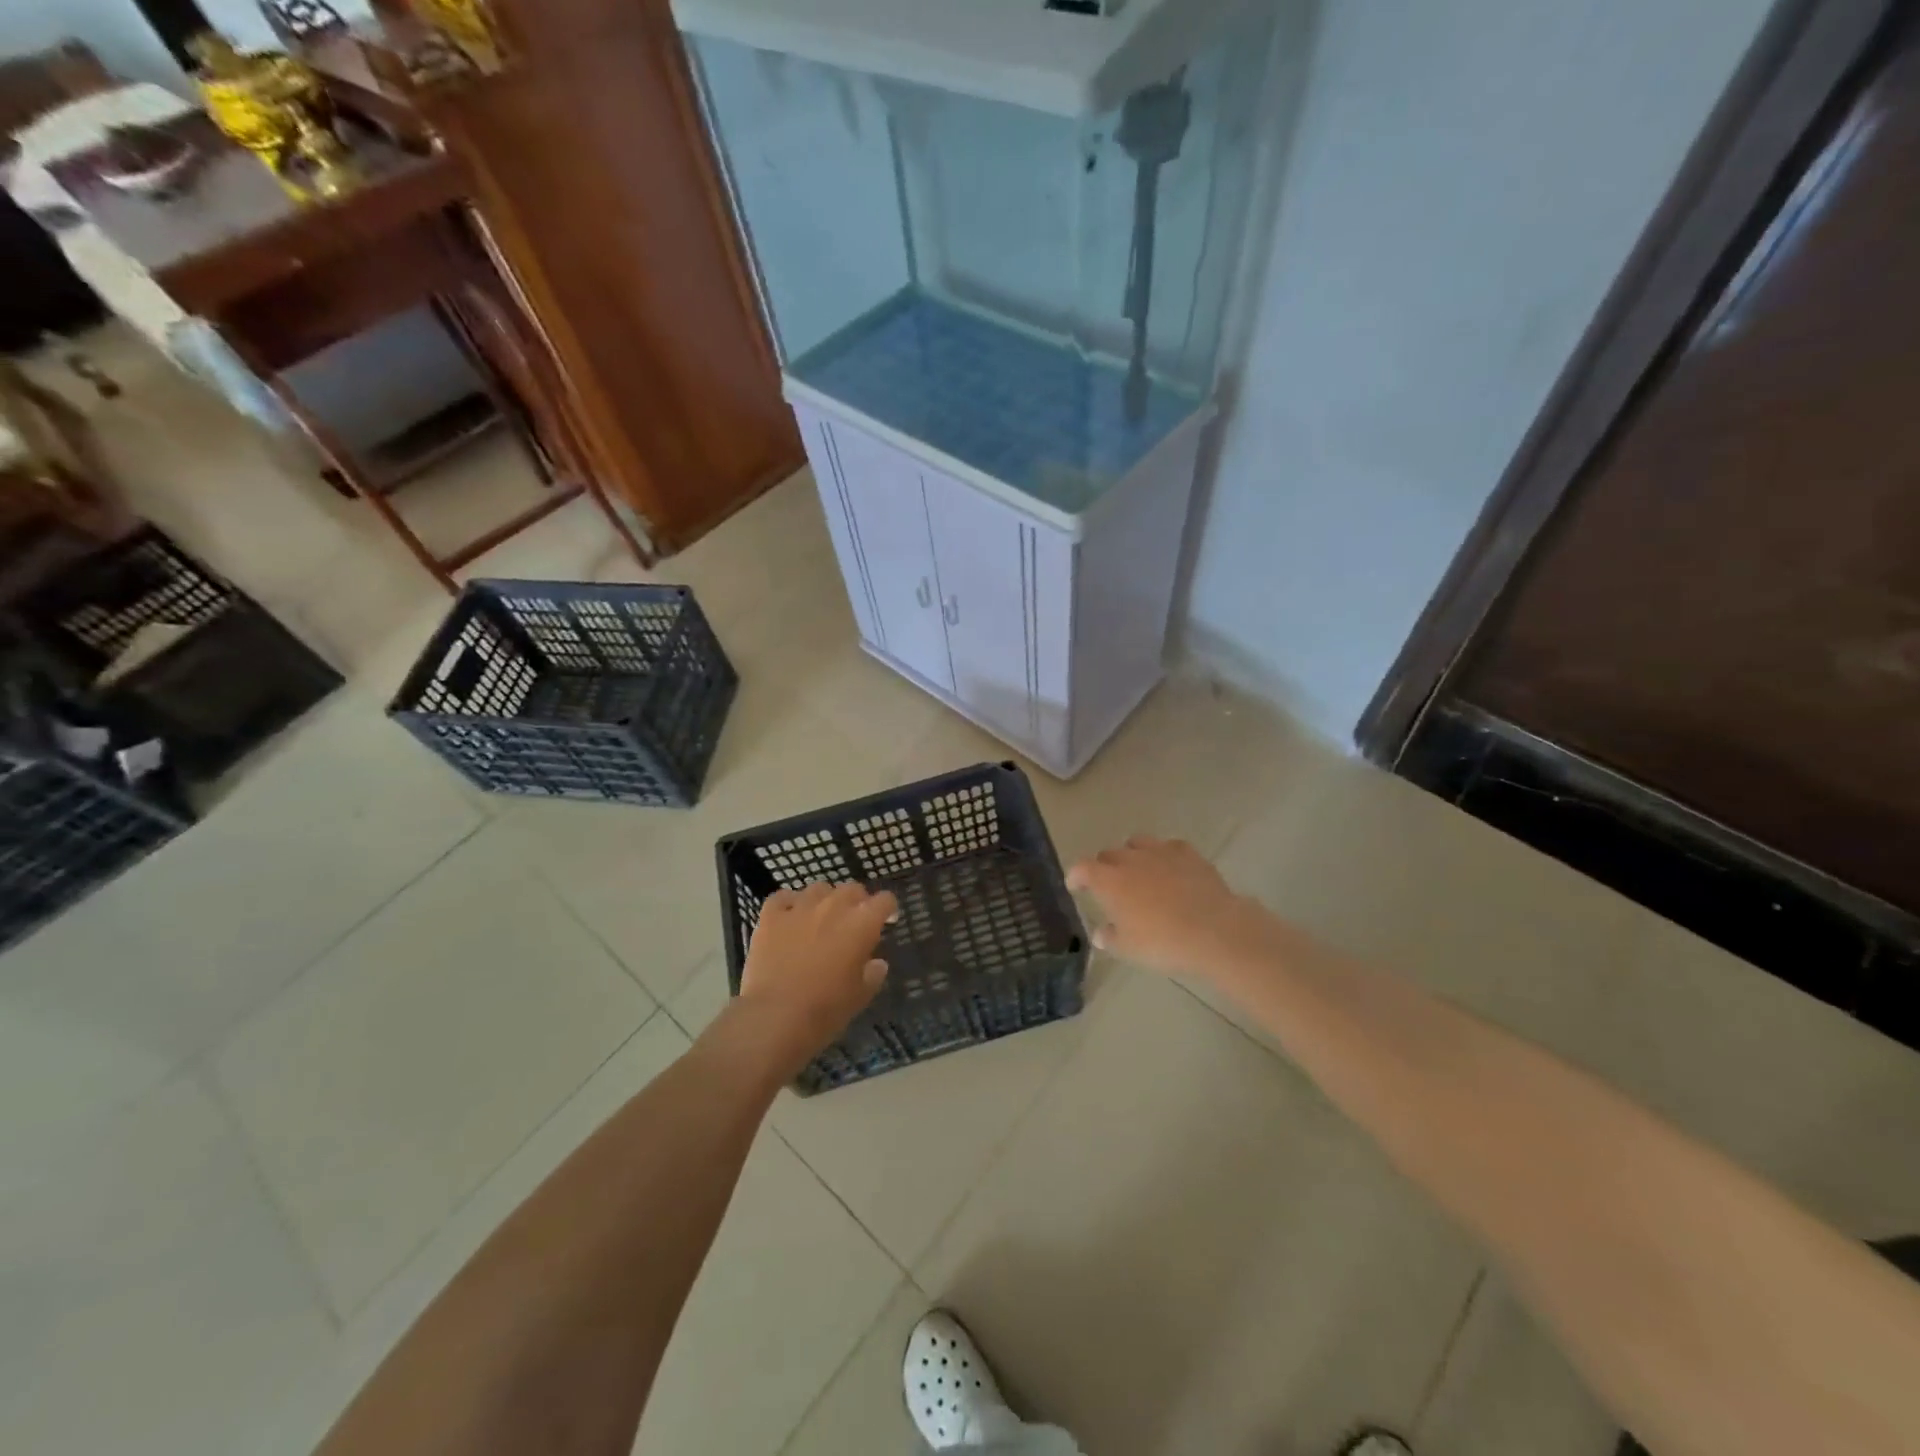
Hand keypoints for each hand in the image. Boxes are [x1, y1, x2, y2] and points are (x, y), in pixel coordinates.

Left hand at [733, 881, 897, 1072]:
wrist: (776, 1016)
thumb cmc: (826, 1009)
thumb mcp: (860, 996)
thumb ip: (873, 974)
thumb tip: (877, 963)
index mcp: (862, 923)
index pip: (884, 900)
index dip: (887, 908)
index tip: (886, 920)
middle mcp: (834, 906)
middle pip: (852, 889)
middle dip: (857, 901)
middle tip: (853, 922)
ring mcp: (800, 907)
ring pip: (818, 889)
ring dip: (824, 900)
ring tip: (820, 918)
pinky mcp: (771, 915)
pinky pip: (783, 897)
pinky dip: (789, 903)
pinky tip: (789, 916)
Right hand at [1067, 836, 1276, 983]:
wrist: (1213, 930)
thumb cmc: (1162, 942)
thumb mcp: (1128, 949)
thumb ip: (1110, 938)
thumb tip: (1100, 932)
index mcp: (1108, 881)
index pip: (1082, 868)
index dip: (1076, 876)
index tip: (1075, 886)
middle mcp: (1130, 860)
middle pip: (1108, 854)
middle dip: (1104, 867)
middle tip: (1109, 885)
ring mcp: (1160, 852)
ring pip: (1137, 843)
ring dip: (1132, 854)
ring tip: (1138, 871)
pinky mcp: (1188, 853)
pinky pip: (1169, 847)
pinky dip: (1165, 855)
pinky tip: (1170, 868)